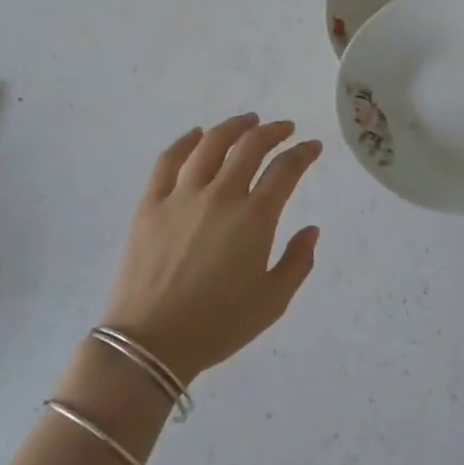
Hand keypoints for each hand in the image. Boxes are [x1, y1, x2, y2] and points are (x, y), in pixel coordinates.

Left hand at [98, 114, 321, 383]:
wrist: (150, 343)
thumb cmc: (218, 325)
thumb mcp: (273, 302)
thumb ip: (298, 262)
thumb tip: (311, 229)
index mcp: (255, 218)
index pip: (286, 170)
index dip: (303, 153)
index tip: (312, 147)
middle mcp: (221, 195)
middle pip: (251, 146)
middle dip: (273, 131)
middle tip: (284, 128)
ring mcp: (182, 195)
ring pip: (211, 144)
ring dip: (234, 126)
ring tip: (247, 121)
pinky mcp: (150, 203)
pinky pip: (168, 160)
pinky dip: (185, 141)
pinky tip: (196, 135)